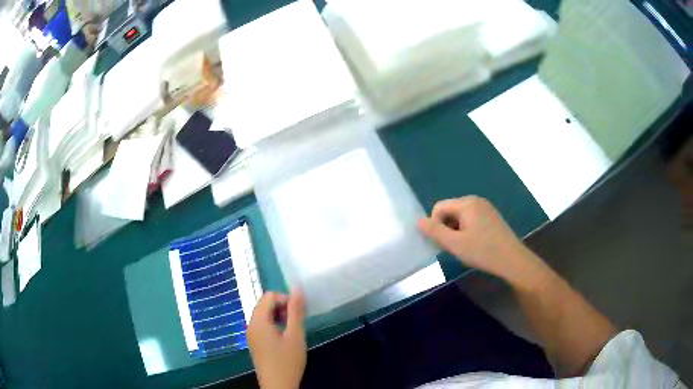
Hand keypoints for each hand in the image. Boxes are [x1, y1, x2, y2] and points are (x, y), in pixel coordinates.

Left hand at [248, 291, 306, 388]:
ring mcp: (251, 334)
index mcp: (258, 321)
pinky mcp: (255, 342)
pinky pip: (263, 325)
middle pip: (264, 304)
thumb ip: (296, 311)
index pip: (269, 296)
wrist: (278, 386)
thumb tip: (297, 288)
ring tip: (293, 330)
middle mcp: (251, 324)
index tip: (299, 314)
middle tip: (297, 321)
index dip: (286, 299)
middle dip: (282, 307)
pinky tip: (285, 338)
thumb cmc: (287, 362)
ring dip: (279, 316)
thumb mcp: (295, 335)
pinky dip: (274, 325)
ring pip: (264, 315)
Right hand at [418, 196, 541, 282]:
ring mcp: (486, 208)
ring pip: (460, 217)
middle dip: (447, 228)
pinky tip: (475, 245)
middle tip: (455, 247)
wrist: (513, 260)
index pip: (439, 208)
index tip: (445, 243)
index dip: (436, 226)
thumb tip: (417, 221)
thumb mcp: (455, 244)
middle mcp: (476, 200)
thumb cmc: (483, 251)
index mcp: (466, 203)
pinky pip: (471, 220)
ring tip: (466, 248)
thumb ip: (434, 231)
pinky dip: (467, 231)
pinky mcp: (492, 217)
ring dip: (457, 231)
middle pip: (450, 211)